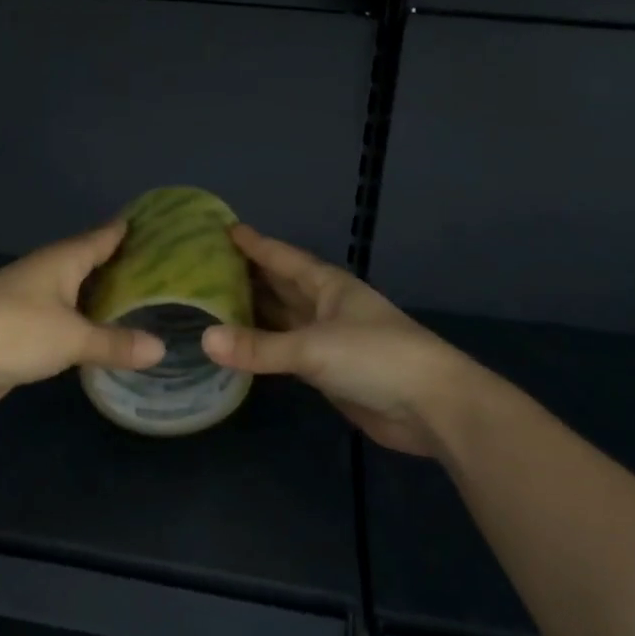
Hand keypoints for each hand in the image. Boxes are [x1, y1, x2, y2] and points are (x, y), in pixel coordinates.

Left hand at [0, 222, 164, 415]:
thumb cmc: (13, 332)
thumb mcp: (72, 338)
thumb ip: (115, 343)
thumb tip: (161, 349)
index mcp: (61, 260)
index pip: (102, 236)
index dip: (128, 230)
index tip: (160, 225)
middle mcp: (47, 274)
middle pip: (90, 263)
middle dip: (122, 267)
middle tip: (164, 271)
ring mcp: (30, 302)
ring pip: (76, 295)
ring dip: (102, 299)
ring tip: (142, 304)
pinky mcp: (20, 332)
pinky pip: (64, 323)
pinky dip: (84, 326)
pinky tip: (103, 336)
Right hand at [200, 225, 472, 456]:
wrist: (430, 406)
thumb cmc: (376, 357)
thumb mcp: (313, 347)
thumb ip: (259, 346)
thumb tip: (204, 339)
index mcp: (328, 285)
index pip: (283, 257)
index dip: (255, 244)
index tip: (225, 229)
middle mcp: (325, 306)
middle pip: (281, 285)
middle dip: (249, 275)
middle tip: (206, 266)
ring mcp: (327, 340)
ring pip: (282, 318)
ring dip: (253, 311)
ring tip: (212, 303)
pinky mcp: (328, 372)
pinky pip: (286, 352)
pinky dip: (263, 347)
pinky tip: (239, 346)